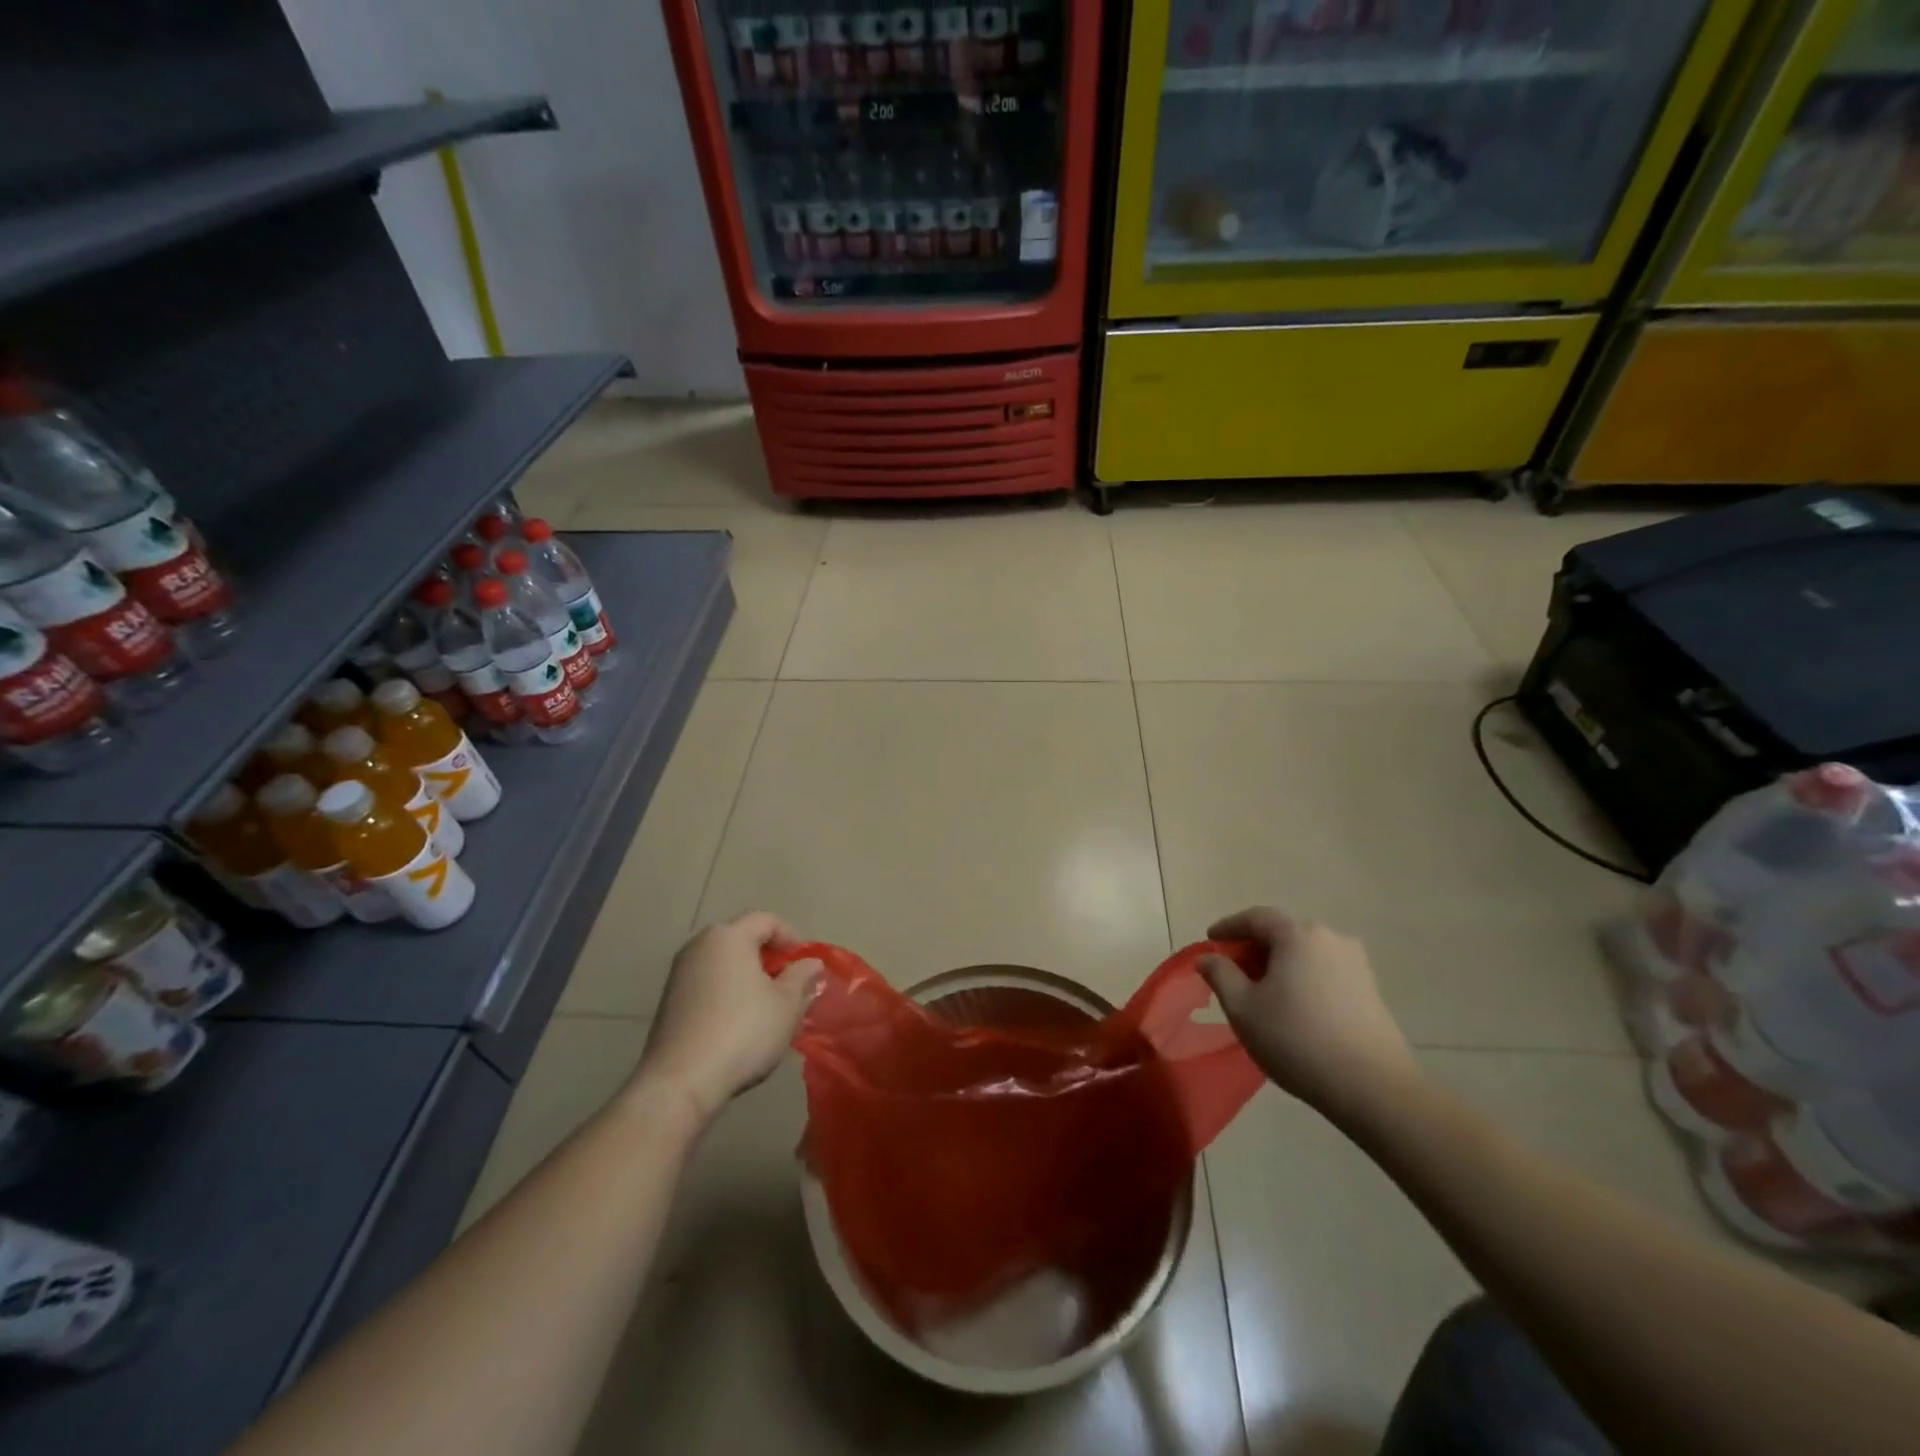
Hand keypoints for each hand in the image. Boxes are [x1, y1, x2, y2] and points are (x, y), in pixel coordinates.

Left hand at [634, 911, 822, 1125]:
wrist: (680, 1081)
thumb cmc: (742, 1032)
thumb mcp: (787, 1004)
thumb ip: (802, 977)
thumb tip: (810, 963)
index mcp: (729, 936)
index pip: (766, 920)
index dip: (792, 937)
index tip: (806, 964)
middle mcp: (699, 946)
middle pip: (742, 938)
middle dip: (770, 958)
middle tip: (790, 984)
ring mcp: (679, 973)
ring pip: (724, 963)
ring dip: (748, 977)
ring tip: (767, 1006)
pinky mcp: (668, 1001)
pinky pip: (707, 984)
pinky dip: (727, 992)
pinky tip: (739, 1024)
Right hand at [1199, 907, 1418, 1124]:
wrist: (1373, 1087)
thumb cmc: (1296, 1040)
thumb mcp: (1243, 1008)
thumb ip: (1220, 975)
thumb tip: (1208, 958)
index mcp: (1297, 935)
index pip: (1256, 917)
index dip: (1229, 927)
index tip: (1210, 941)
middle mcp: (1330, 938)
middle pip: (1283, 933)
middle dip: (1254, 948)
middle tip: (1233, 972)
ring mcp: (1356, 964)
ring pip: (1305, 953)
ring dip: (1280, 965)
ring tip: (1262, 992)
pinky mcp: (1370, 990)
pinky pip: (1325, 971)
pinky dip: (1303, 979)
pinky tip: (1294, 1007)